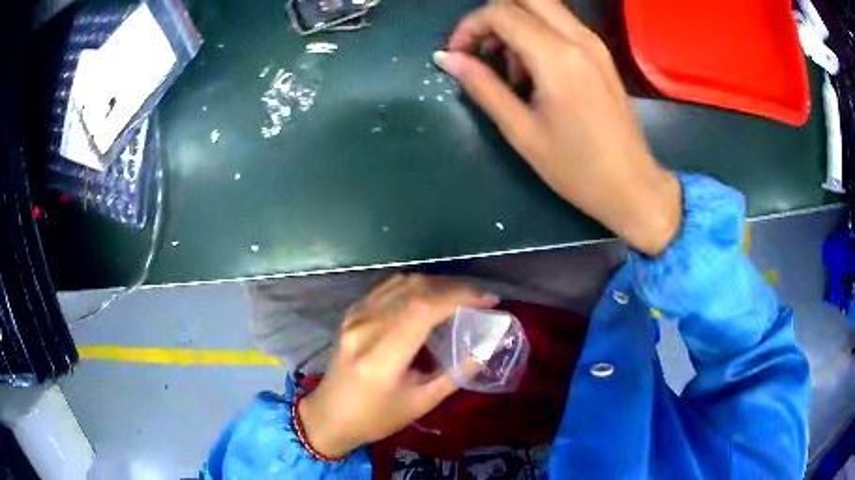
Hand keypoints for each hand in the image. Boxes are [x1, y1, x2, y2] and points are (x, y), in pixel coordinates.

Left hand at [298, 274, 497, 457]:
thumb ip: (458, 372)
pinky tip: (430, 299)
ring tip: (461, 297)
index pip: (424, 307)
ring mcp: (354, 316)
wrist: (330, 416)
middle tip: (480, 298)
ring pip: (401, 282)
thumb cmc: (377, 417)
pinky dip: (415, 287)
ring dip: (436, 284)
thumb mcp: (422, 402)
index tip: (489, 300)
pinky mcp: (351, 313)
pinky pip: (388, 288)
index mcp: (381, 355)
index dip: (460, 296)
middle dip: (454, 287)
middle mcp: (365, 327)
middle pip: (414, 288)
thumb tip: (489, 346)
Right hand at [434, 0, 681, 254]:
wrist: (633, 186)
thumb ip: (483, 86)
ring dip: (515, 23)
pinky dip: (536, 33)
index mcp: (557, 57)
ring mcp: (594, 44)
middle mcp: (578, 38)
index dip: (469, 27)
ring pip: (543, 7)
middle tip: (482, 50)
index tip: (458, 55)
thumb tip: (448, 58)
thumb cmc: (576, 168)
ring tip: (509, 68)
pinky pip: (561, 24)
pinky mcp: (600, 54)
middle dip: (492, 16)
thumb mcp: (521, 131)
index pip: (500, 13)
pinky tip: (534, 70)